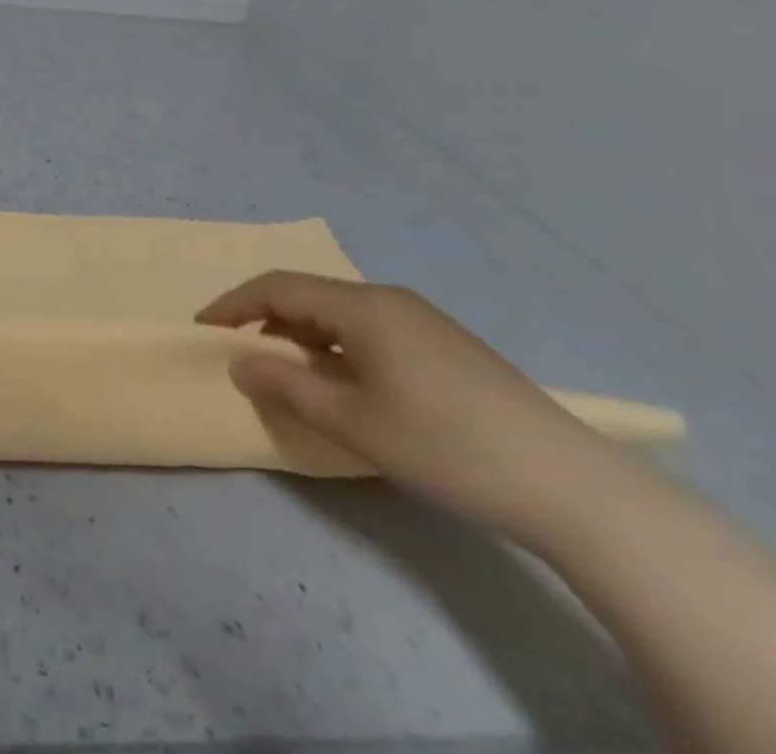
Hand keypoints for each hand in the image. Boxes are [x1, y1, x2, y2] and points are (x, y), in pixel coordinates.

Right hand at [196, 272, 635, 545]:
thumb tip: (240, 363)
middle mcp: (389, 299)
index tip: (202, 330)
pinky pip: (369, 329)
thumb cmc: (446, 445)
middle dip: (264, 318)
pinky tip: (345, 381)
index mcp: (362, 306)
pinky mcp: (446, 346)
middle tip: (238, 351)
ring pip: (339, 312)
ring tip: (286, 370)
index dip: (232, 305)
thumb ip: (287, 386)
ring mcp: (423, 321)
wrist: (573, 487)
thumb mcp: (353, 422)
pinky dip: (336, 345)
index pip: (276, 288)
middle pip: (307, 294)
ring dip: (301, 333)